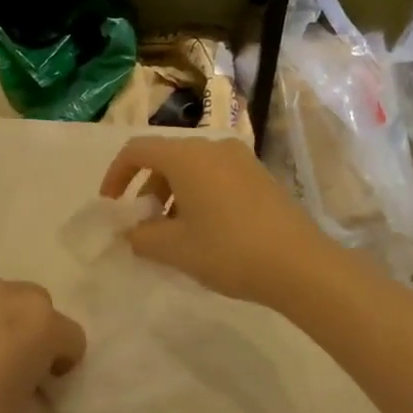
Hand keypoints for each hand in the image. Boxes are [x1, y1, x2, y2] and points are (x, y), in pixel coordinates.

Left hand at [0, 278, 85, 412]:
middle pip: (36, 309)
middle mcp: (1, 295)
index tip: (46, 397)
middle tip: (17, 379)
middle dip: (36, 338)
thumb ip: (38, 396)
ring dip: (1, 330)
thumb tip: (28, 385)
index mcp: (37, 320)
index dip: (65, 370)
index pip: (72, 340)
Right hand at [100, 135, 331, 306]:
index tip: (112, 206)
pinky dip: (197, 195)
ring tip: (173, 233)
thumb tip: (130, 231)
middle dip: (146, 189)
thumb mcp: (174, 248)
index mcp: (187, 156)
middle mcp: (213, 147)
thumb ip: (141, 236)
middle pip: (165, 158)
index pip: (137, 150)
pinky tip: (204, 231)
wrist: (300, 265)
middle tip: (144, 225)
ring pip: (191, 168)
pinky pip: (215, 176)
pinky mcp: (259, 176)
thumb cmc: (228, 251)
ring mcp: (240, 160)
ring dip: (172, 195)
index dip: (115, 175)